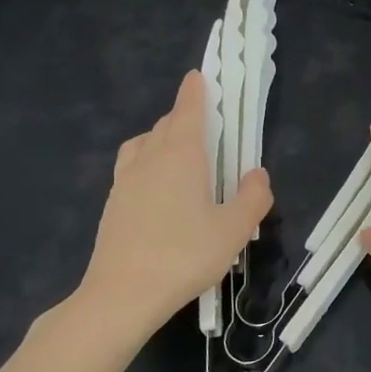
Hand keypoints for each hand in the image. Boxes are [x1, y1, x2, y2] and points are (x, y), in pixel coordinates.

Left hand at [62, 71, 270, 352]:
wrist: (123, 295)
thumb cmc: (185, 255)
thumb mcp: (234, 229)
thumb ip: (252, 198)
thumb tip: (258, 174)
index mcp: (180, 155)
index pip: (187, 110)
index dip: (195, 92)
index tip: (199, 76)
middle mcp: (149, 160)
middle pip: (165, 126)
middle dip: (184, 119)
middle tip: (208, 130)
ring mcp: (125, 182)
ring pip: (143, 146)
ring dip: (162, 141)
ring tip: (181, 158)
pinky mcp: (113, 206)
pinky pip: (133, 170)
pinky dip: (148, 166)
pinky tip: (162, 193)